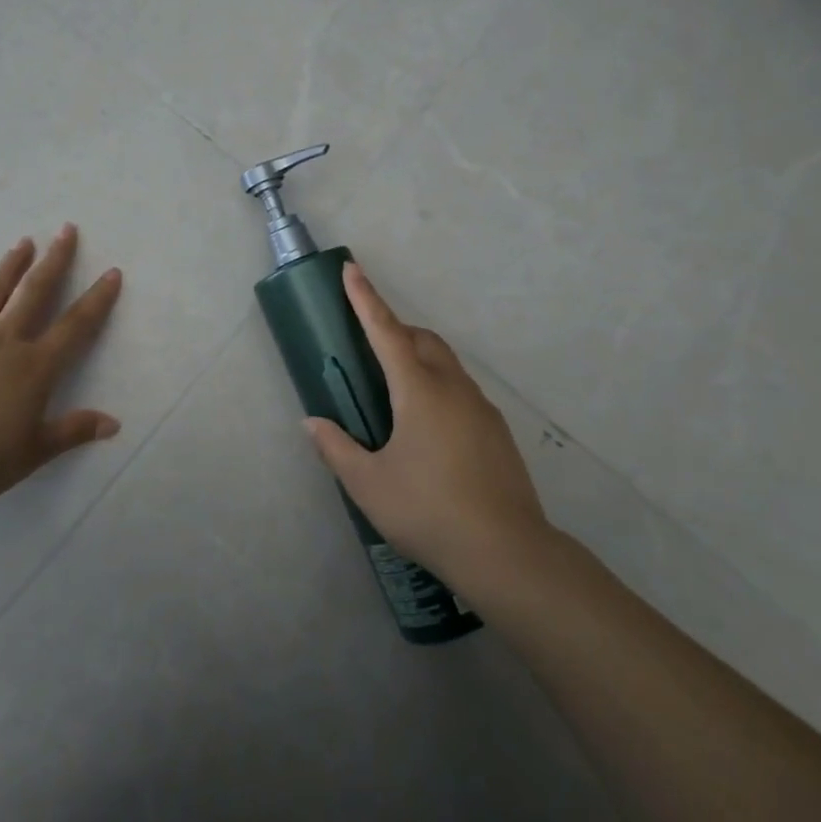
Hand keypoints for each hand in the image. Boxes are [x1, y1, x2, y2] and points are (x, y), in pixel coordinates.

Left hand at [0, 224, 123, 513]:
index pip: (75, 325)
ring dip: (8, 267)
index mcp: (34, 366)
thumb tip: (114, 423)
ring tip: (21, 243)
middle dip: (53, 259)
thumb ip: (74, 431)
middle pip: (33, 292)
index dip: (97, 299)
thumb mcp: (34, 451)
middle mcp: (2, 342)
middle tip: (65, 229)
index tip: (111, 272)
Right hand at [305, 262, 552, 596]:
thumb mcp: (369, 484)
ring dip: (418, 358)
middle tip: (368, 347)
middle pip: (422, 339)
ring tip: (394, 392)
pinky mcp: (496, 430)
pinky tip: (428, 428)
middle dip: (394, 328)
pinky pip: (461, 389)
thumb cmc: (428, 511)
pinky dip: (438, 386)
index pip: (387, 330)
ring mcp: (480, 408)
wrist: (507, 553)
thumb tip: (313, 423)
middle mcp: (453, 388)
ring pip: (445, 363)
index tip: (352, 268)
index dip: (366, 298)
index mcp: (419, 391)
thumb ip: (337, 449)